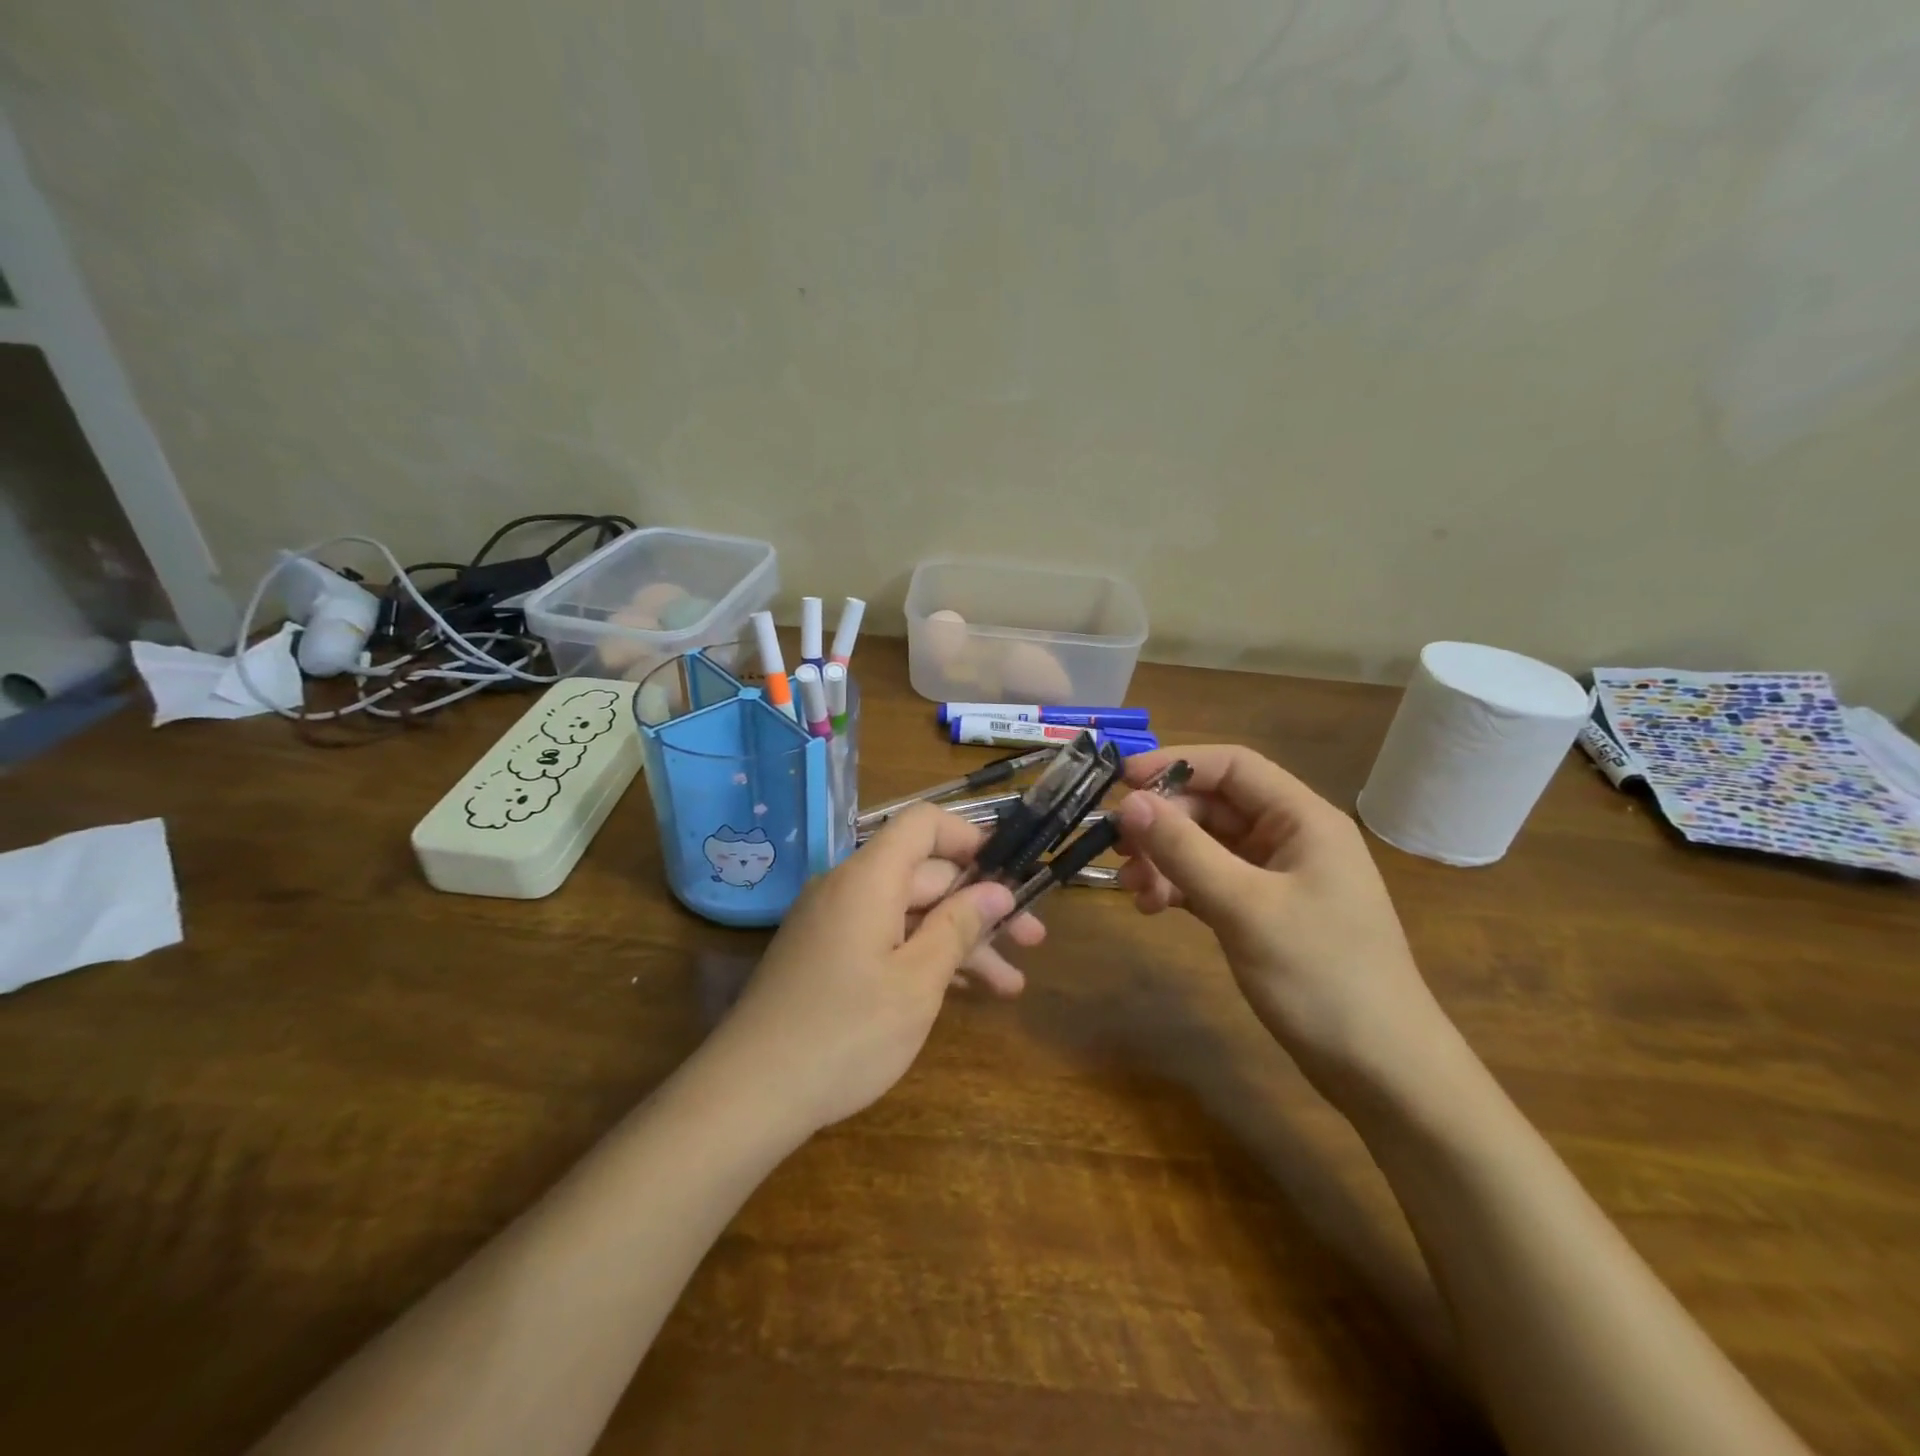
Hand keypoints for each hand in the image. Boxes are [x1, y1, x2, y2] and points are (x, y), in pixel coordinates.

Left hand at [708, 804, 1042, 1136]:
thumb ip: (959, 927)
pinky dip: (921, 957)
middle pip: (924, 875)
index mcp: (869, 877)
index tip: (1010, 874)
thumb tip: (996, 891)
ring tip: (1010, 984)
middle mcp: (848, 888)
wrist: (749, 1094)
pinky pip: (884, 938)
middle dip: (980, 906)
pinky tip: (960, 992)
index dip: (970, 838)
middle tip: (1033, 941)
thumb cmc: (845, 1033)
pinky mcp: (825, 956)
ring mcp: (833, 924)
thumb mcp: (917, 983)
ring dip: (958, 941)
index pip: (923, 824)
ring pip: (908, 914)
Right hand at [1116, 745, 1444, 1086]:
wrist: (1382, 1072)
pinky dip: (1181, 887)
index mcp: (1303, 819)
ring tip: (1134, 890)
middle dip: (1164, 824)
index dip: (1175, 764)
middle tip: (1119, 851)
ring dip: (1166, 859)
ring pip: (1208, 846)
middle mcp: (1291, 838)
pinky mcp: (1266, 912)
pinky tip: (1154, 906)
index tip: (1120, 783)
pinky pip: (1212, 881)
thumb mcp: (1245, 907)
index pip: (1232, 766)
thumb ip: (1184, 850)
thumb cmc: (1321, 977)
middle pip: (1214, 806)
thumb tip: (1128, 803)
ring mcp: (1279, 877)